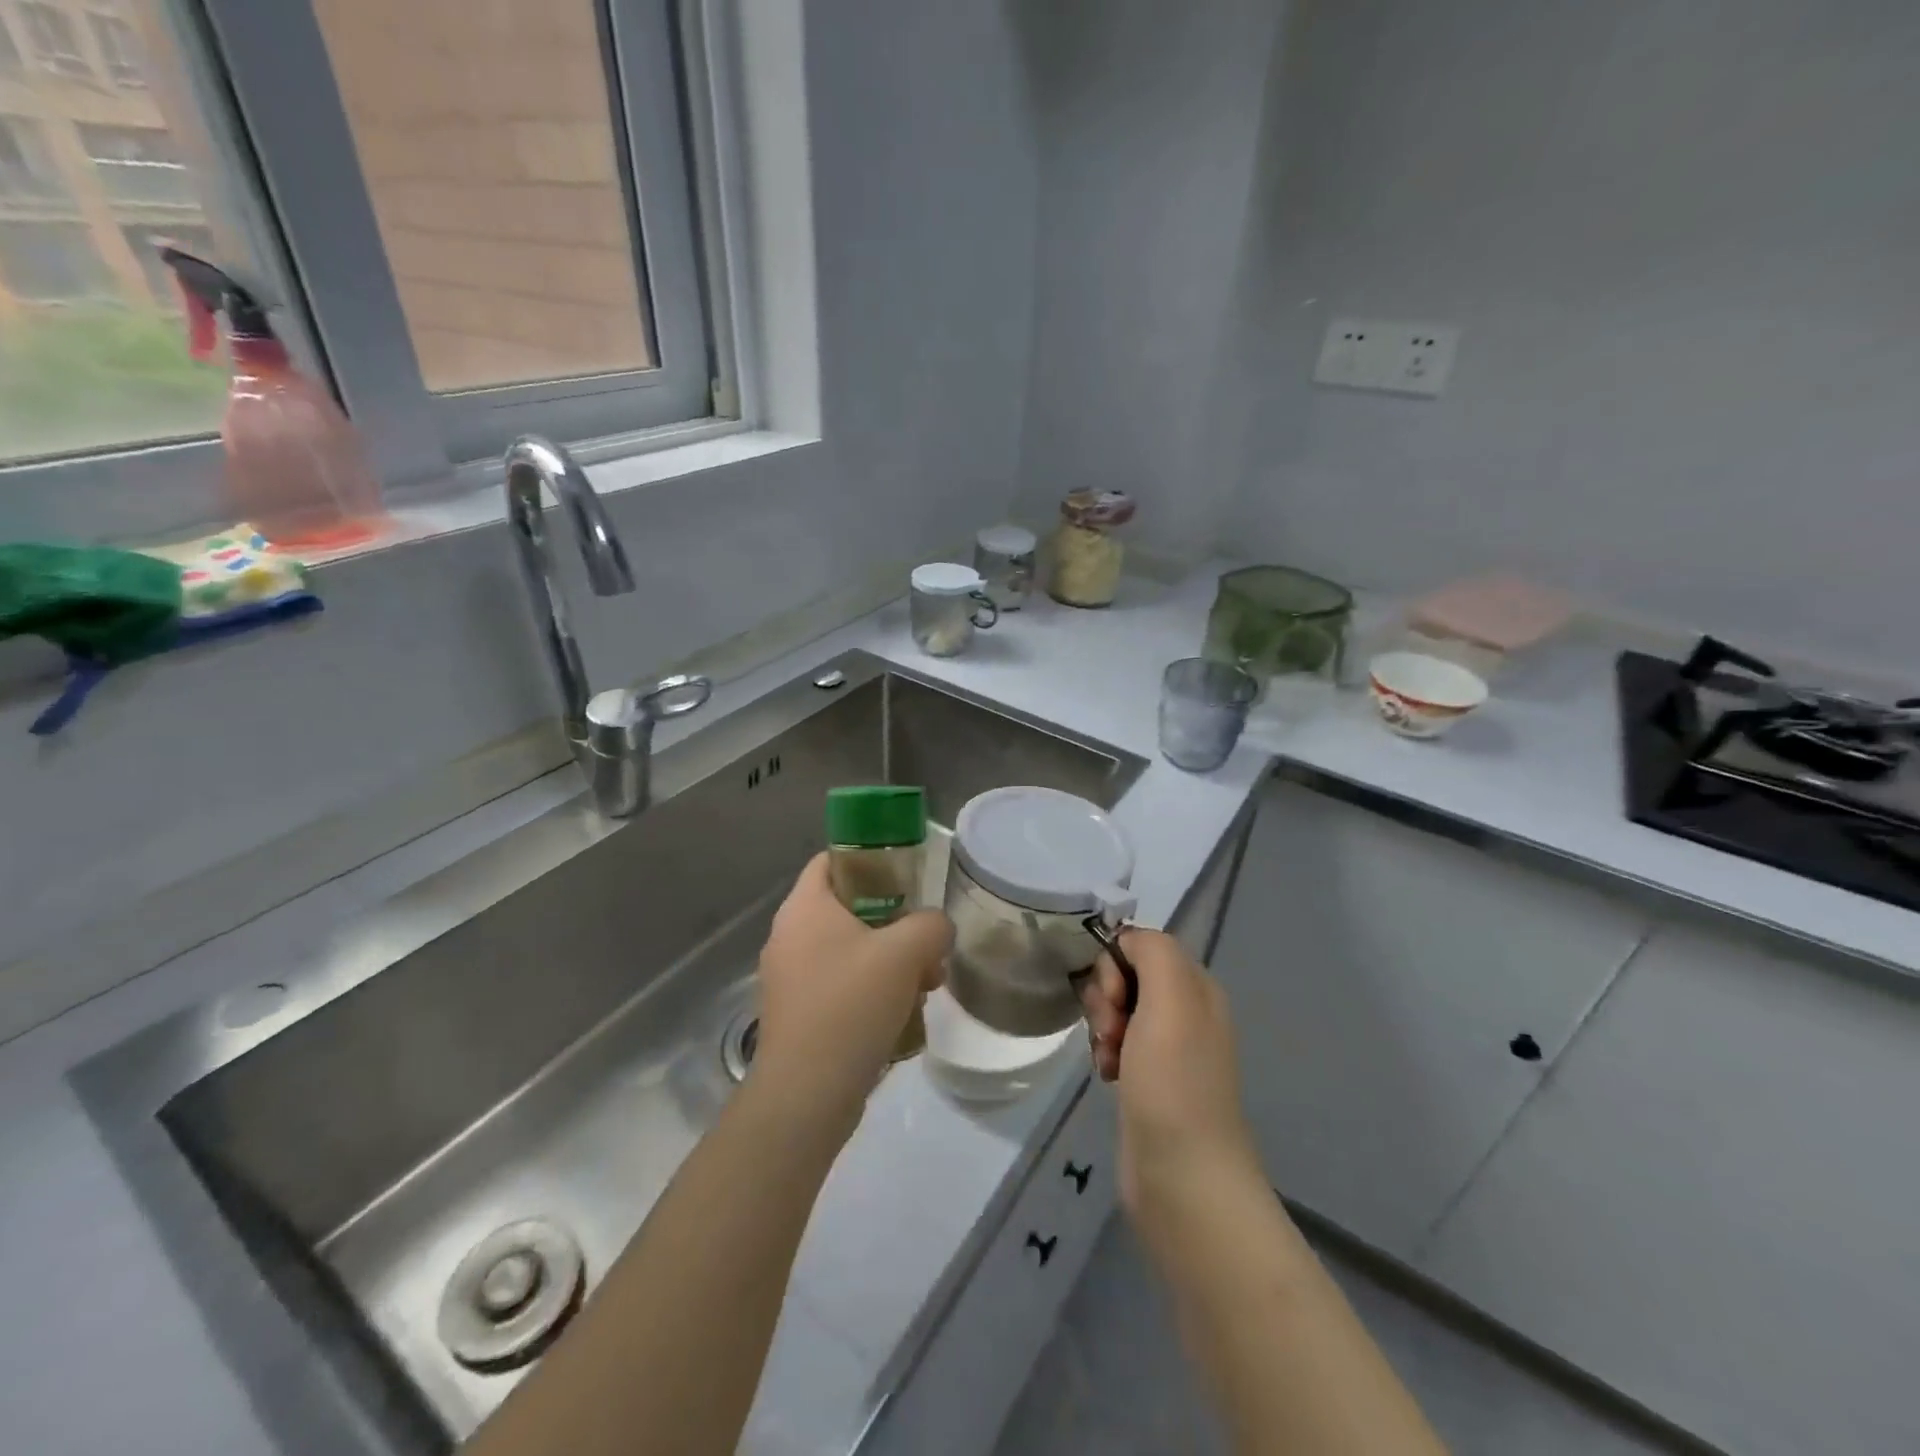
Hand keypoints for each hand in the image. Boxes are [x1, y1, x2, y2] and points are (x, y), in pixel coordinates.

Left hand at [752, 854, 951, 1123]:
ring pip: (849, 952)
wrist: (806, 1096)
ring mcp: (790, 978)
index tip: (908, 879)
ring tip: (926, 986)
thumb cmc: (850, 1006)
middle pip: (849, 909)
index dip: (870, 859)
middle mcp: (789, 936)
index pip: (831, 859)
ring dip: (890, 963)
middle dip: (894, 925)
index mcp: (804, 908)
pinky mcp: (798, 1015)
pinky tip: (902, 1017)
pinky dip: (871, 993)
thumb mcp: (905, 953)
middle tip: (927, 945)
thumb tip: (937, 928)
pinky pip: (841, 987)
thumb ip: (931, 925)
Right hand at [1078, 929, 1256, 1224]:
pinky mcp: (1149, 1079)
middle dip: (1106, 998)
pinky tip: (1107, 1076)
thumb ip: (1152, 951)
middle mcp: (1186, 1011)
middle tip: (1111, 1031)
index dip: (1116, 965)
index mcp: (1196, 987)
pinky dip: (1105, 1053)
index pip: (1141, 945)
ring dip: (1102, 1027)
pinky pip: (1116, 1043)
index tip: (1114, 999)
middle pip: (1126, 976)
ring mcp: (1168, 1048)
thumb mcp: (1171, 999)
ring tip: (1108, 1059)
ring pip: (1117, 1010)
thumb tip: (1126, 941)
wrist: (1183, 1179)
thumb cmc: (1174, 1082)